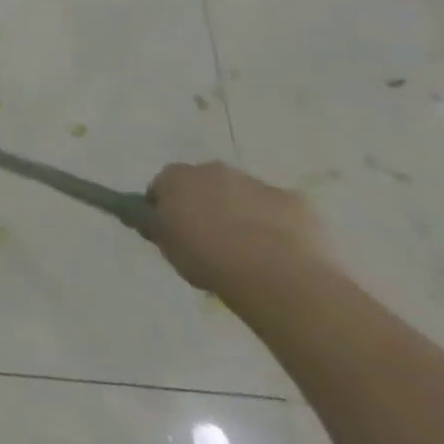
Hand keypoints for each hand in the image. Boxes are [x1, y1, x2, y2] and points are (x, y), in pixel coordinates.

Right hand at [144, 161, 330, 299]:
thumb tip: (149, 217)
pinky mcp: (293, 201)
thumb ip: (157, 227)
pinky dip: (276, 225)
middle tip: (210, 240)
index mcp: (176, 177)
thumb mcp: (168, 248)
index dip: (166, 208)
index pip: (162, 186)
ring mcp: (256, 183)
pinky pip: (278, 211)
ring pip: (242, 195)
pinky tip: (280, 254)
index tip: (173, 232)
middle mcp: (213, 170)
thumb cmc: (208, 259)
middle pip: (203, 184)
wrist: (277, 274)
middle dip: (205, 205)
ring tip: (249, 252)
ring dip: (241, 213)